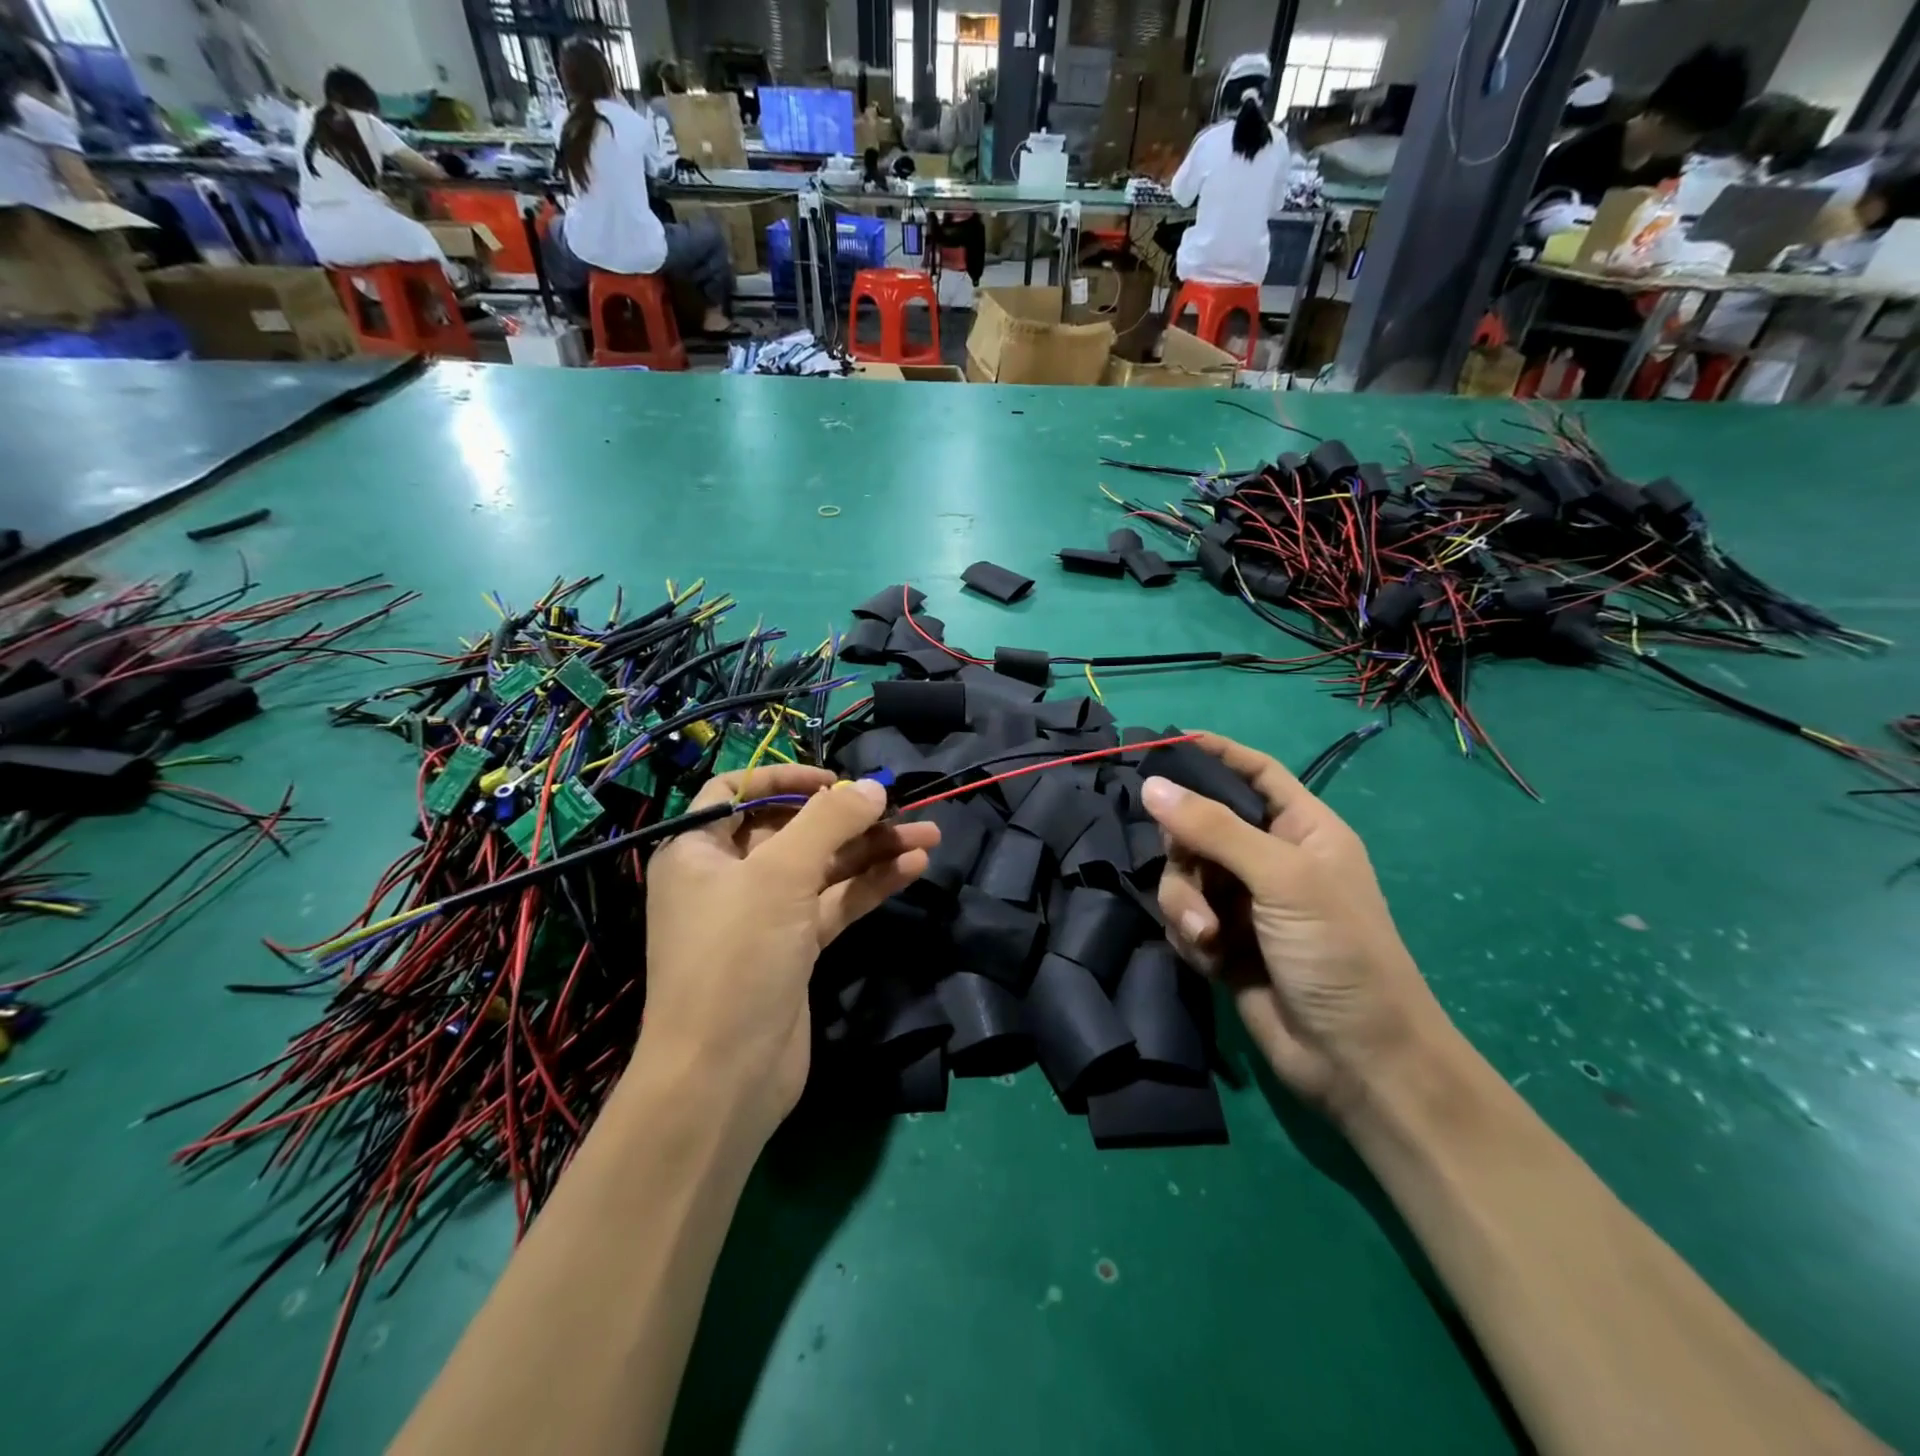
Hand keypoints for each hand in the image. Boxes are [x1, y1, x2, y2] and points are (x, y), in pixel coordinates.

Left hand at [642, 767, 938, 1138]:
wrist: (723, 1077)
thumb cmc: (736, 957)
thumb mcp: (779, 875)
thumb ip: (829, 822)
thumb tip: (873, 787)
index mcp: (699, 851)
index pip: (738, 792)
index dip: (786, 778)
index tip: (835, 779)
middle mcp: (728, 877)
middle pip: (793, 830)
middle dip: (849, 818)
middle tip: (901, 807)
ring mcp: (764, 916)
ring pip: (822, 868)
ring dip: (872, 851)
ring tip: (929, 835)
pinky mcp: (794, 950)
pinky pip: (834, 903)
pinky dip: (870, 885)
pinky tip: (913, 867)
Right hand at [1141, 733, 1443, 1118]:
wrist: (1354, 1060)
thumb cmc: (1338, 952)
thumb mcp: (1282, 878)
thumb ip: (1214, 829)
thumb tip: (1152, 785)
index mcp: (1302, 830)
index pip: (1255, 773)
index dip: (1217, 754)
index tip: (1168, 743)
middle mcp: (1270, 860)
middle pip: (1202, 825)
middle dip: (1186, 850)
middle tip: (1188, 870)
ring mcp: (1245, 903)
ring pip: (1184, 875)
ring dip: (1185, 903)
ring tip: (1208, 936)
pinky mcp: (1223, 943)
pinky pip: (1183, 917)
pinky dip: (1189, 935)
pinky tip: (1211, 959)